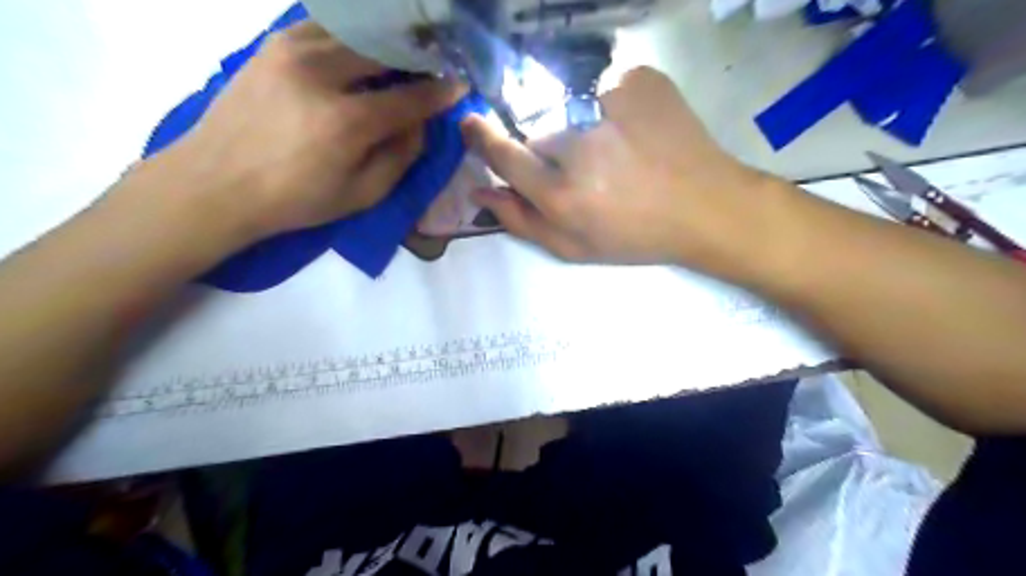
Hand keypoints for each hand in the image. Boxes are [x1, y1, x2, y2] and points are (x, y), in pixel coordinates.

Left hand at [151, 21, 464, 239]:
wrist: (216, 183)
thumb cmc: (295, 200)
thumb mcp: (361, 195)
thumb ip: (400, 158)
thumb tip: (421, 124)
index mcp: (346, 122)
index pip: (410, 97)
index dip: (440, 92)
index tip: (459, 85)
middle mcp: (321, 74)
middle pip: (386, 50)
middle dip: (417, 56)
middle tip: (433, 65)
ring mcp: (291, 50)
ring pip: (357, 31)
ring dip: (386, 42)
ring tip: (402, 56)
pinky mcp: (273, 43)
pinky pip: (326, 27)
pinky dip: (352, 35)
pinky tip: (361, 51)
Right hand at [463, 66, 776, 273]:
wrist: (706, 207)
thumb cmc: (637, 237)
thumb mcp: (574, 248)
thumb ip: (521, 222)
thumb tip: (480, 192)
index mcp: (562, 195)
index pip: (503, 154)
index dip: (483, 138)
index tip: (473, 124)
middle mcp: (579, 148)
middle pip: (539, 134)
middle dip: (552, 151)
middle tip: (589, 169)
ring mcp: (609, 107)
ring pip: (569, 111)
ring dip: (582, 129)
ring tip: (619, 153)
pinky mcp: (637, 80)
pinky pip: (603, 90)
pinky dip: (611, 108)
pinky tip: (637, 132)